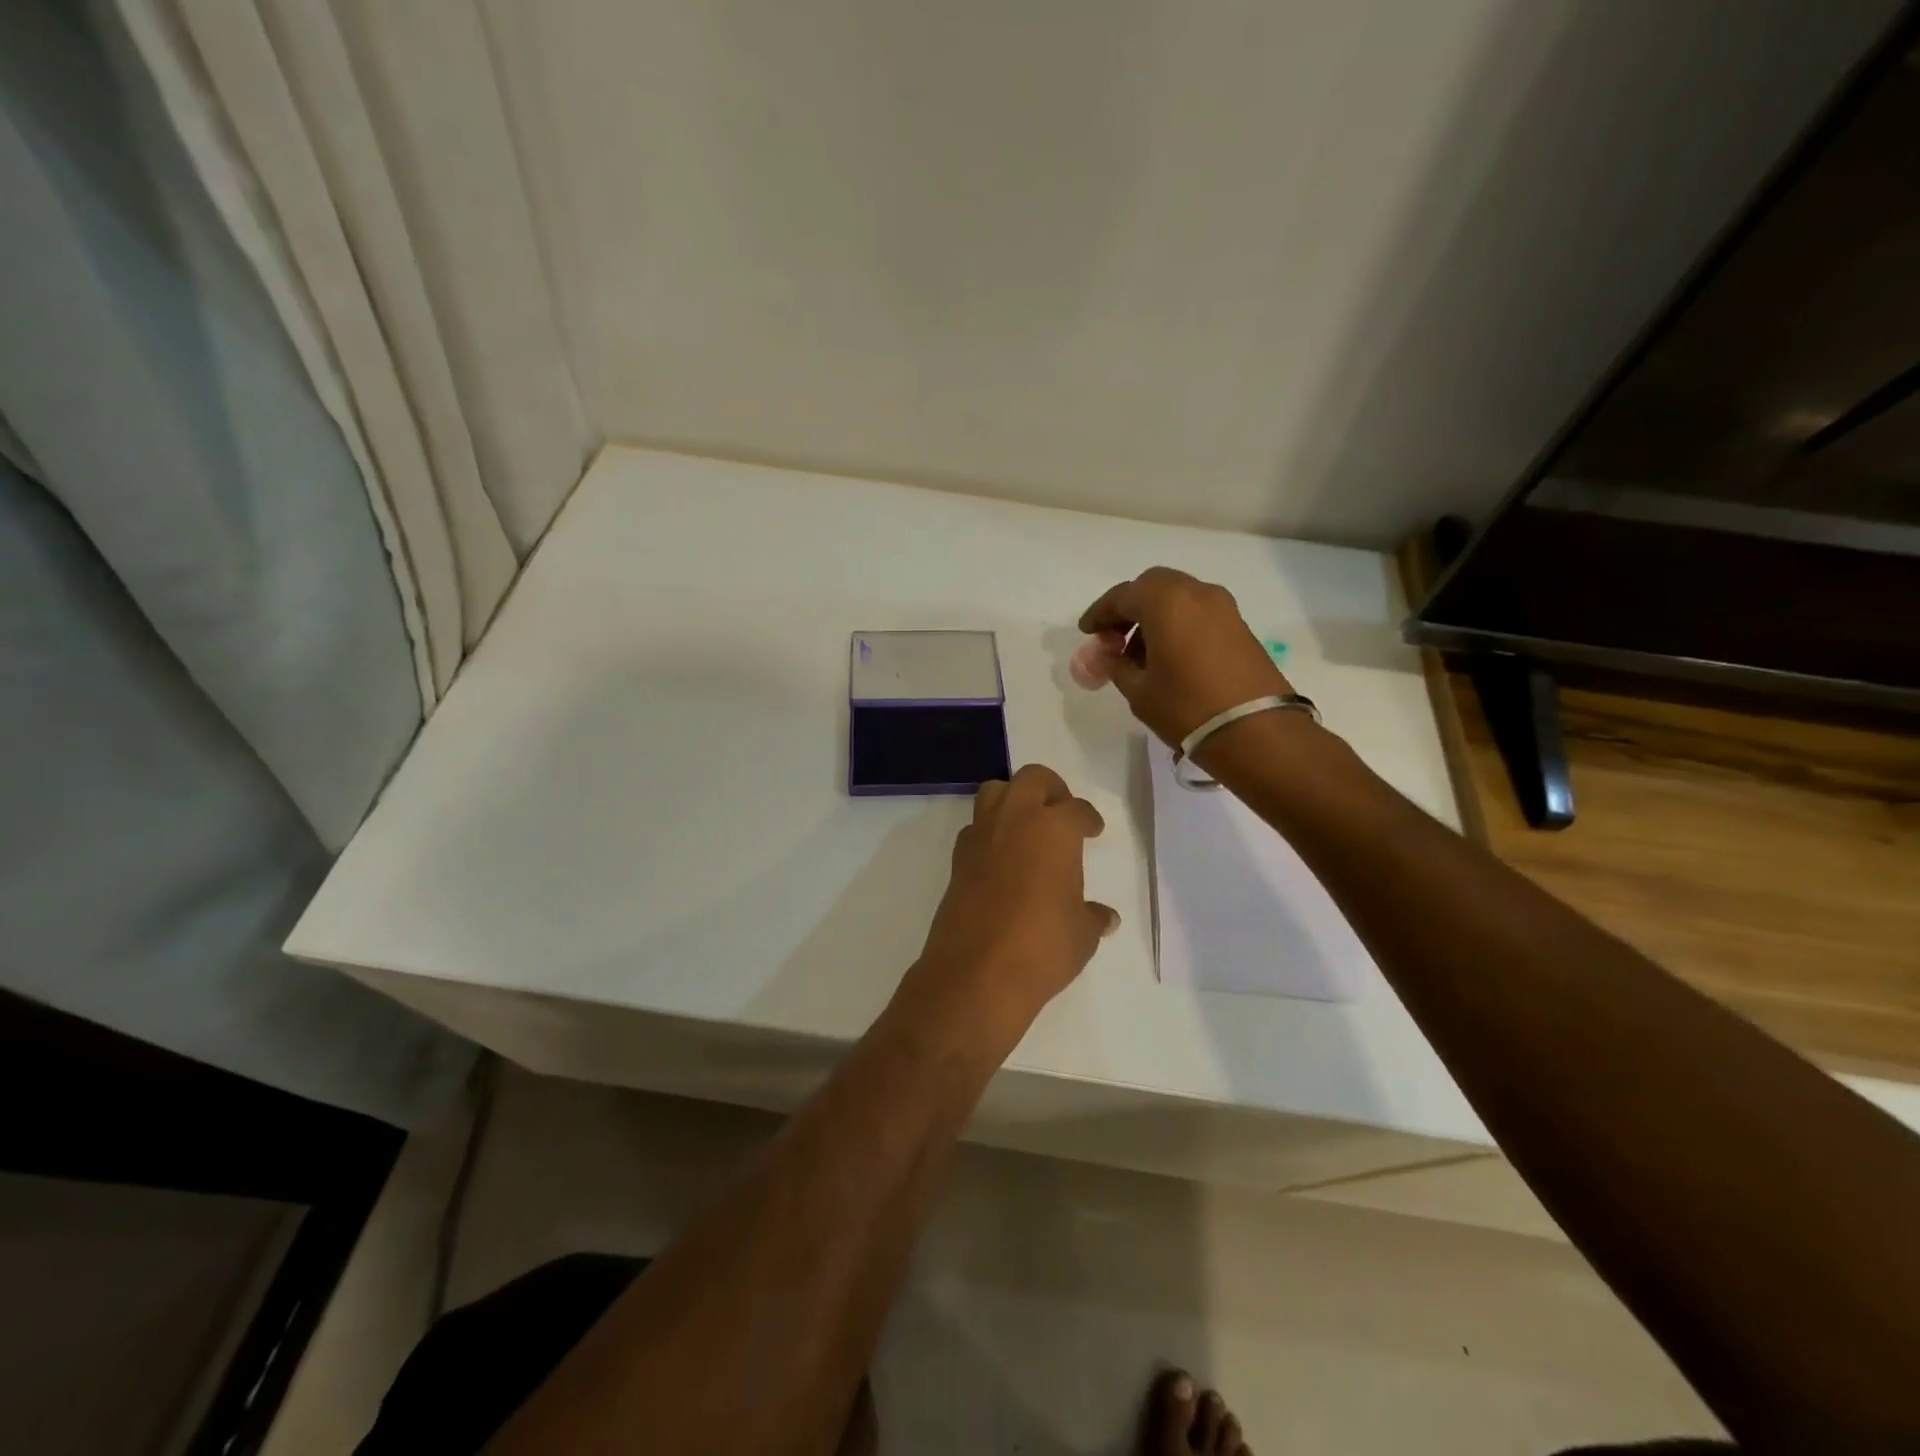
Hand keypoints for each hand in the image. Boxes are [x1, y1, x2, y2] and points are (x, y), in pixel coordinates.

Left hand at [905, 764, 1117, 1048]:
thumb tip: (1105, 916)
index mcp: (1053, 828)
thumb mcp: (1082, 934)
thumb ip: (1093, 916)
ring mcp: (981, 837)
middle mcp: (1014, 820)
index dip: (1088, 818)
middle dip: (1050, 788)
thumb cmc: (1043, 946)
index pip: (1076, 809)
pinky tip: (1002, 859)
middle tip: (1061, 811)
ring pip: (994, 792)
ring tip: (1028, 827)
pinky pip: (975, 828)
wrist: (977, 972)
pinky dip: (990, 832)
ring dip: (1012, 799)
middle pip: (1032, 779)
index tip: (1092, 829)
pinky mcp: (957, 860)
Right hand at [1078, 566, 1294, 745]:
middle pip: (1152, 587)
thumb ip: (1114, 665)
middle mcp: (1196, 593)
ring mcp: (1223, 608)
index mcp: (1166, 601)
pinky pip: (1198, 613)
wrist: (1256, 732)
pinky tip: (1168, 657)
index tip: (1087, 633)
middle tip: (1113, 639)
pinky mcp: (1240, 626)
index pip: (1122, 596)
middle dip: (1129, 608)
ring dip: (1154, 617)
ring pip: (1178, 598)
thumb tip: (1100, 656)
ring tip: (1139, 655)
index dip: (1100, 614)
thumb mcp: (1139, 690)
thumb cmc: (1186, 708)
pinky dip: (1177, 624)